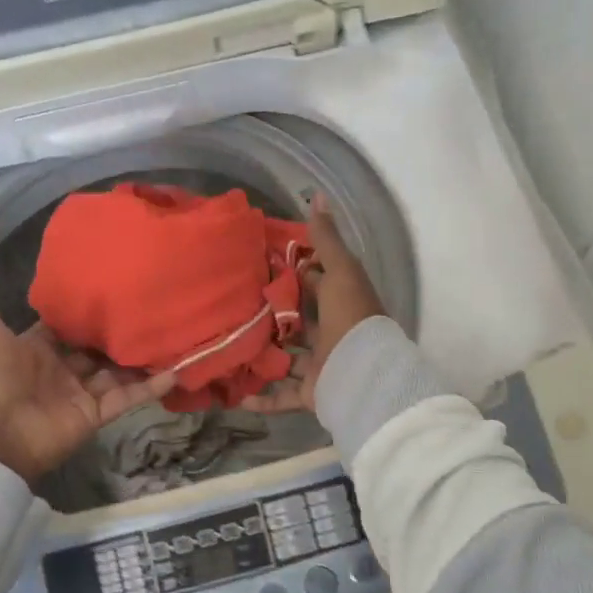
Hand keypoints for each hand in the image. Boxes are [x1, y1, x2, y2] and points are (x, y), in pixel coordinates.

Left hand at [0, 235, 176, 481]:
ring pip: (117, 372)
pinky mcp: (96, 415)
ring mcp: (81, 394)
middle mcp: (61, 369)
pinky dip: (150, 387)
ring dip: (141, 357)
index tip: (116, 284)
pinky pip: (127, 398)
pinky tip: (178, 370)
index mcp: (35, 347)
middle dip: (120, 331)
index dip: (87, 309)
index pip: (66, 325)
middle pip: (96, 348)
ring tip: (175, 333)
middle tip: (154, 305)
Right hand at [243, 196, 387, 415]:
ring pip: (287, 358)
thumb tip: (318, 194)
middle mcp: (331, 334)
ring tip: (229, 346)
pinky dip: (263, 399)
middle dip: (273, 314)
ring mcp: (321, 365)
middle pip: (299, 321)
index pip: (316, 282)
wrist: (364, 375)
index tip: (260, 261)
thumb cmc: (351, 318)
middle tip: (235, 302)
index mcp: (341, 303)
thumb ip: (327, 239)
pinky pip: (282, 396)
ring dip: (264, 355)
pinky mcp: (311, 393)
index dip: (294, 270)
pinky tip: (238, 396)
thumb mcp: (340, 271)